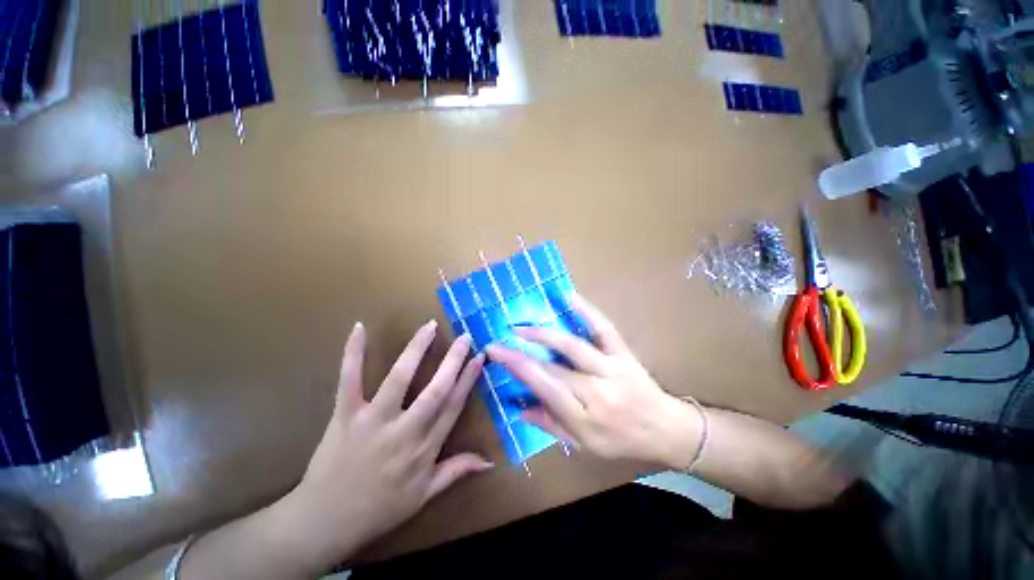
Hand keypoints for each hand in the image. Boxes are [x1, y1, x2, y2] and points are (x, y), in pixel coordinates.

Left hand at [282, 321, 491, 568]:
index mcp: (424, 448)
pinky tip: (359, 328)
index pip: (453, 406)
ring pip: (399, 379)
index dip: (468, 380)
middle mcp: (404, 431)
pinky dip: (353, 353)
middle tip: (465, 337)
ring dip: (416, 349)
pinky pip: (349, 380)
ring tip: (429, 326)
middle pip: (435, 390)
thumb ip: (457, 471)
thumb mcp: (424, 496)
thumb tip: (490, 461)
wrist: (324, 522)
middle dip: (453, 361)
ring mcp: (373, 420)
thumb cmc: (379, 509)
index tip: (479, 358)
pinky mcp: (345, 415)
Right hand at [487, 294, 702, 469]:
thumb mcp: (584, 446)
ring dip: (544, 334)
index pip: (543, 388)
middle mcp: (597, 391)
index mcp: (585, 418)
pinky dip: (586, 310)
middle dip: (521, 352)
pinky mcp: (623, 352)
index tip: (494, 352)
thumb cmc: (621, 441)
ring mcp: (612, 367)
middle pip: (553, 368)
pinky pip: (603, 328)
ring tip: (522, 326)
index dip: (517, 368)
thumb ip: (550, 424)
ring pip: (573, 345)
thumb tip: (519, 406)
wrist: (666, 428)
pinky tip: (568, 295)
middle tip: (500, 339)